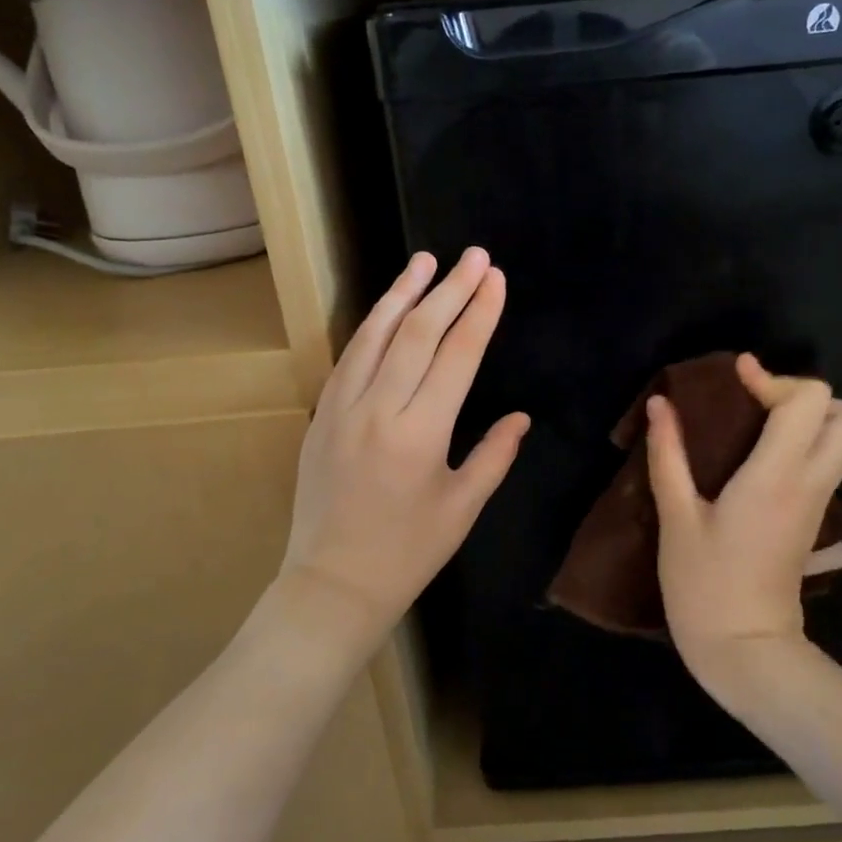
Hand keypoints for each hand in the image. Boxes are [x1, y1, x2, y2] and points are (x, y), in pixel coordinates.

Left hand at [280, 248, 529, 644]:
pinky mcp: (321, 416)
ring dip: (402, 293)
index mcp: (420, 434)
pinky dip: (371, 326)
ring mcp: (342, 409)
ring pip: (374, 336)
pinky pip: (349, 358)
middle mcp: (378, 410)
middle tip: (473, 256)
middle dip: (449, 290)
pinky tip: (387, 309)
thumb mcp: (462, 508)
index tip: (495, 278)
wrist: (332, 584)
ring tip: (425, 261)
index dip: (479, 313)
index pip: (456, 356)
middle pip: (417, 333)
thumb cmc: (408, 553)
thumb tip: (520, 417)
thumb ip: (494, 456)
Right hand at [647, 354, 841, 683]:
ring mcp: (819, 501)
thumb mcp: (676, 518)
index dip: (772, 377)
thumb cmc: (704, 585)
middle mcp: (811, 482)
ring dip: (809, 418)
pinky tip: (754, 455)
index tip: (734, 376)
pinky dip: (802, 442)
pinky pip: (825, 460)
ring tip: (755, 425)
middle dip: (806, 395)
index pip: (808, 401)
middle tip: (758, 404)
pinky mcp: (813, 518)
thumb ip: (668, 455)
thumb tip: (661, 404)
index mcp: (777, 476)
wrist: (745, 650)